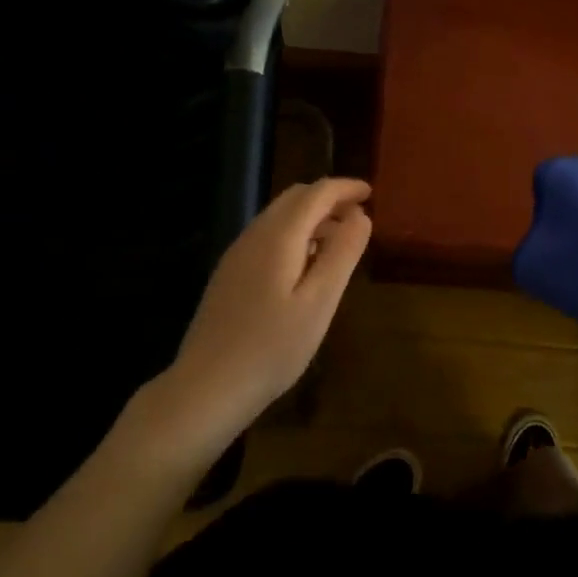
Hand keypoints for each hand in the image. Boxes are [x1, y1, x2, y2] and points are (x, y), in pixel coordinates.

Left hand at [155, 178, 371, 450]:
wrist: (206, 388)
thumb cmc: (272, 348)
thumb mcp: (320, 302)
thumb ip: (342, 254)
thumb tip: (361, 215)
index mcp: (278, 236)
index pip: (316, 194)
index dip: (346, 188)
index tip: (371, 193)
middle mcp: (254, 235)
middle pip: (294, 198)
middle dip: (329, 199)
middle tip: (359, 216)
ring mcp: (237, 255)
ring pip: (279, 217)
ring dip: (311, 217)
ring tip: (339, 241)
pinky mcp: (229, 275)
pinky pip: (267, 237)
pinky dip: (294, 235)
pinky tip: (306, 265)